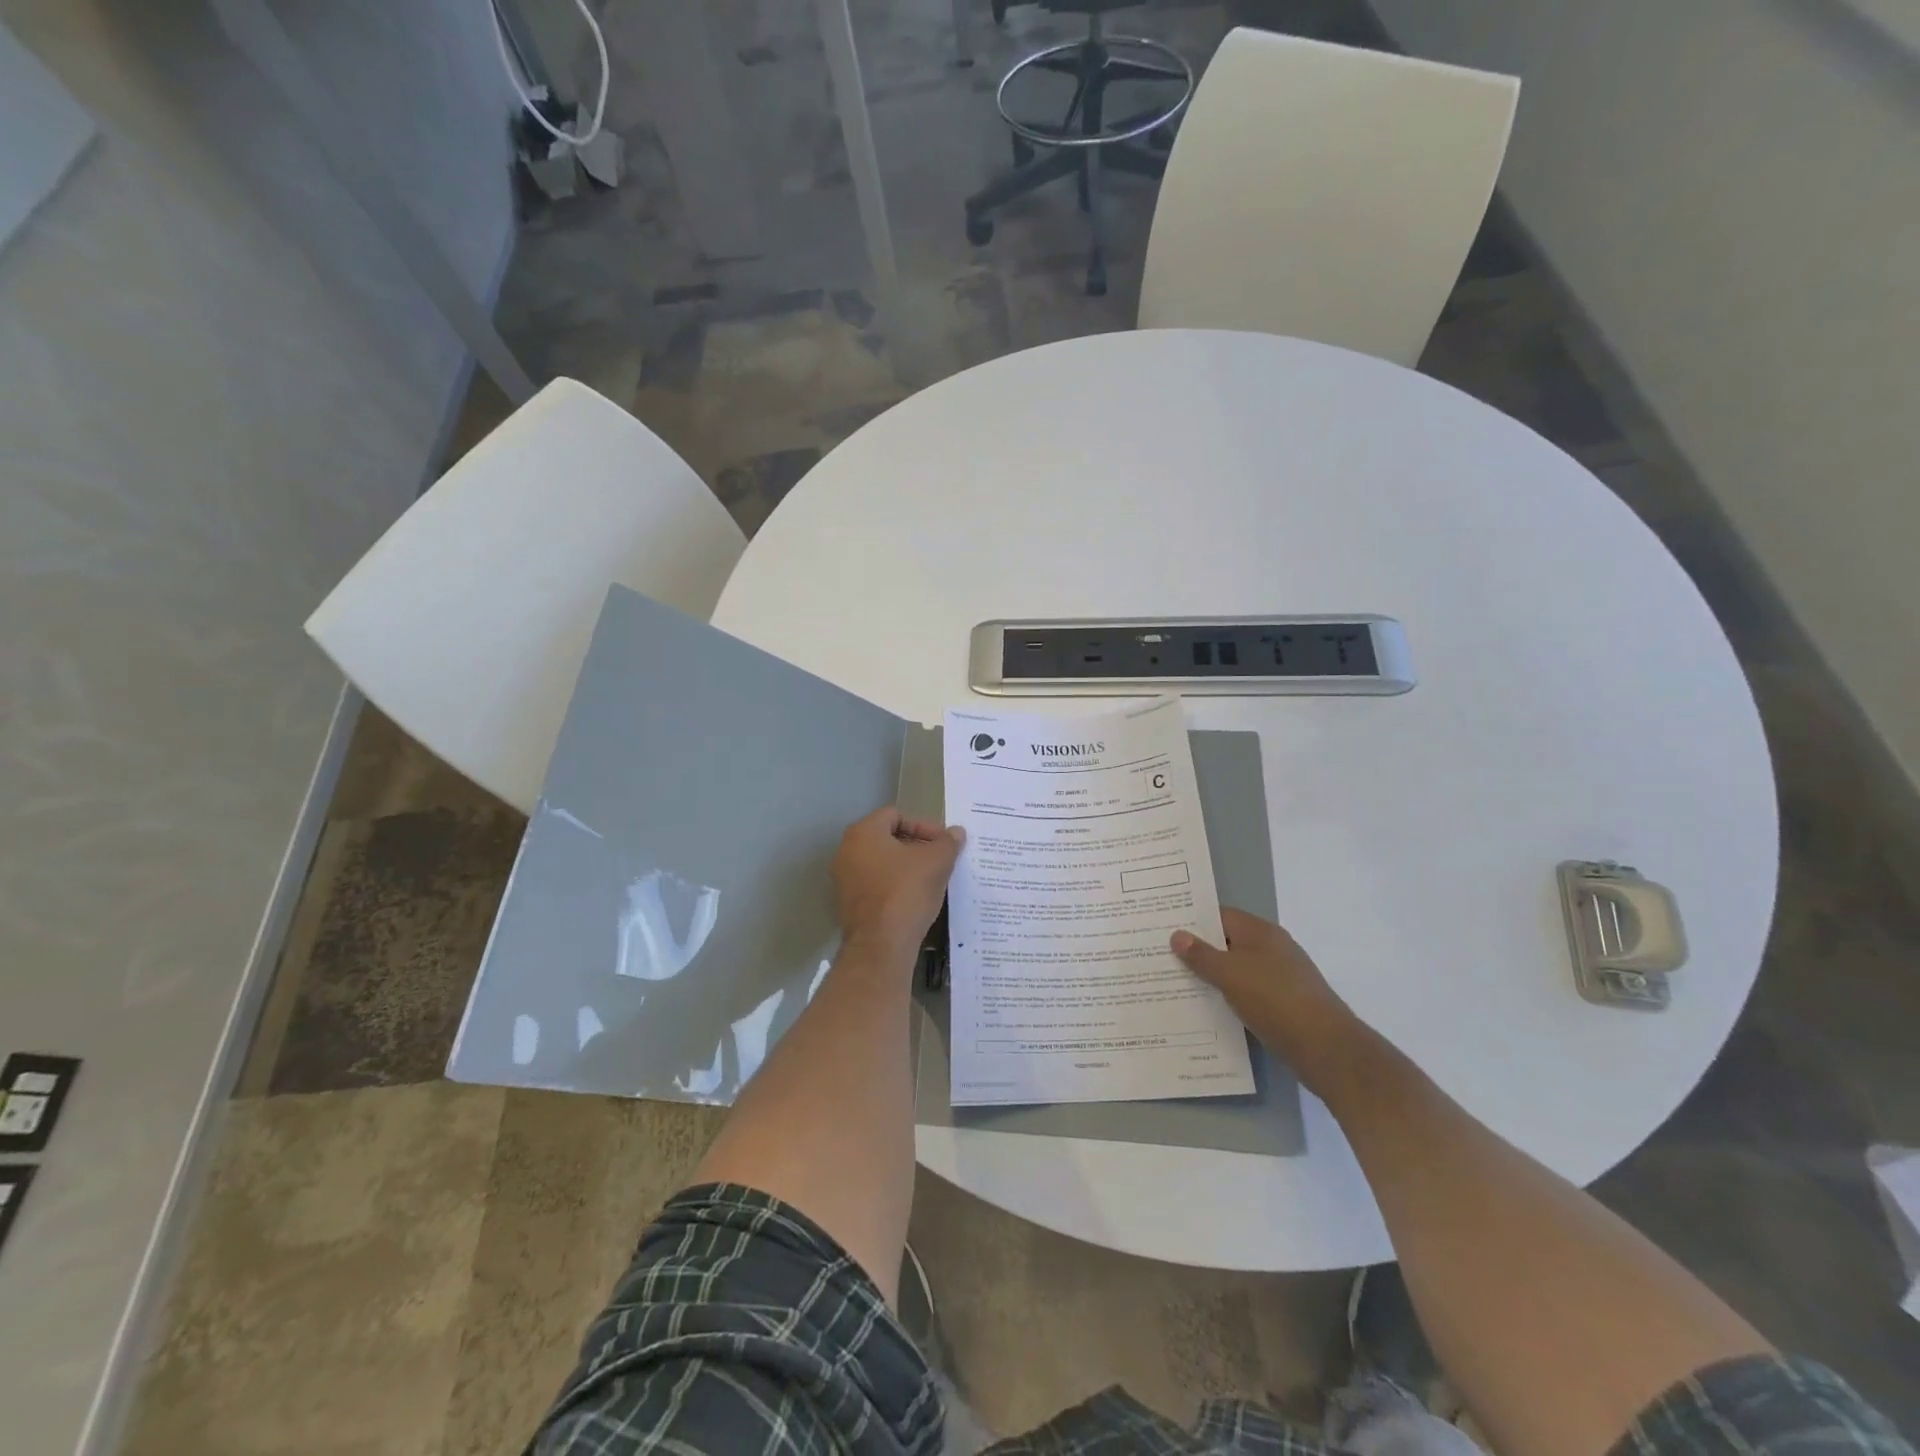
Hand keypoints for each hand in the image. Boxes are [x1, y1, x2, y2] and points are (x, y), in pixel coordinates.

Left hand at [833, 808, 964, 967]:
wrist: (881, 945)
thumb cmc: (906, 891)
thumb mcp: (937, 862)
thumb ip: (948, 843)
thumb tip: (956, 833)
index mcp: (863, 833)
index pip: (896, 815)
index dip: (923, 825)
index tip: (943, 843)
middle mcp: (847, 851)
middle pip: (887, 839)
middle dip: (916, 846)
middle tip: (940, 859)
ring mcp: (844, 880)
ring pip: (881, 864)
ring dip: (906, 868)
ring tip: (932, 879)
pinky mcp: (848, 905)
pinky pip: (876, 886)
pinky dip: (895, 887)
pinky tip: (916, 899)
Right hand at [1172, 908, 1367, 1095]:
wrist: (1326, 1048)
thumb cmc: (1274, 1000)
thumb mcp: (1230, 974)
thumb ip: (1201, 955)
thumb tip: (1177, 935)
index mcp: (1261, 933)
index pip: (1220, 915)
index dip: (1192, 920)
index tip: (1163, 928)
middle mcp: (1272, 949)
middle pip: (1228, 942)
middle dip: (1198, 950)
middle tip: (1163, 957)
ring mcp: (1281, 977)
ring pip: (1237, 970)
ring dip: (1212, 977)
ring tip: (1177, 984)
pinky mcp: (1284, 1004)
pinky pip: (1248, 993)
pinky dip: (1229, 997)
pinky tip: (1208, 1009)